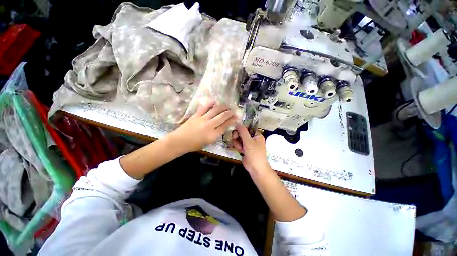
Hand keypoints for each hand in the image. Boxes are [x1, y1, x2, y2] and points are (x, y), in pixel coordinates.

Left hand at [169, 101, 236, 152]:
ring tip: (227, 105)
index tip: (237, 117)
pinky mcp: (196, 115)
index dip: (232, 120)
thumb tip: (223, 126)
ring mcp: (203, 119)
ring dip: (222, 107)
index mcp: (213, 135)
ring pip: (215, 110)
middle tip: (233, 110)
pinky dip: (210, 103)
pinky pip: (205, 107)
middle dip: (230, 113)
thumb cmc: (195, 145)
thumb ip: (217, 134)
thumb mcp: (209, 142)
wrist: (180, 141)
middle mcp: (210, 126)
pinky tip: (214, 101)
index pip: (225, 125)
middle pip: (222, 117)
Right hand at [230, 124, 271, 174]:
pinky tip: (240, 151)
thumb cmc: (254, 154)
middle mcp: (252, 138)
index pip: (246, 128)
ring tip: (240, 149)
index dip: (240, 129)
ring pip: (238, 139)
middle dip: (237, 137)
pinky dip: (237, 147)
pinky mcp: (244, 149)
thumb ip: (242, 131)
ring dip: (237, 143)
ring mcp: (247, 144)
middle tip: (235, 139)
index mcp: (256, 134)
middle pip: (241, 133)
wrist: (255, 168)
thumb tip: (237, 123)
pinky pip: (237, 144)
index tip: (236, 131)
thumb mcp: (248, 141)